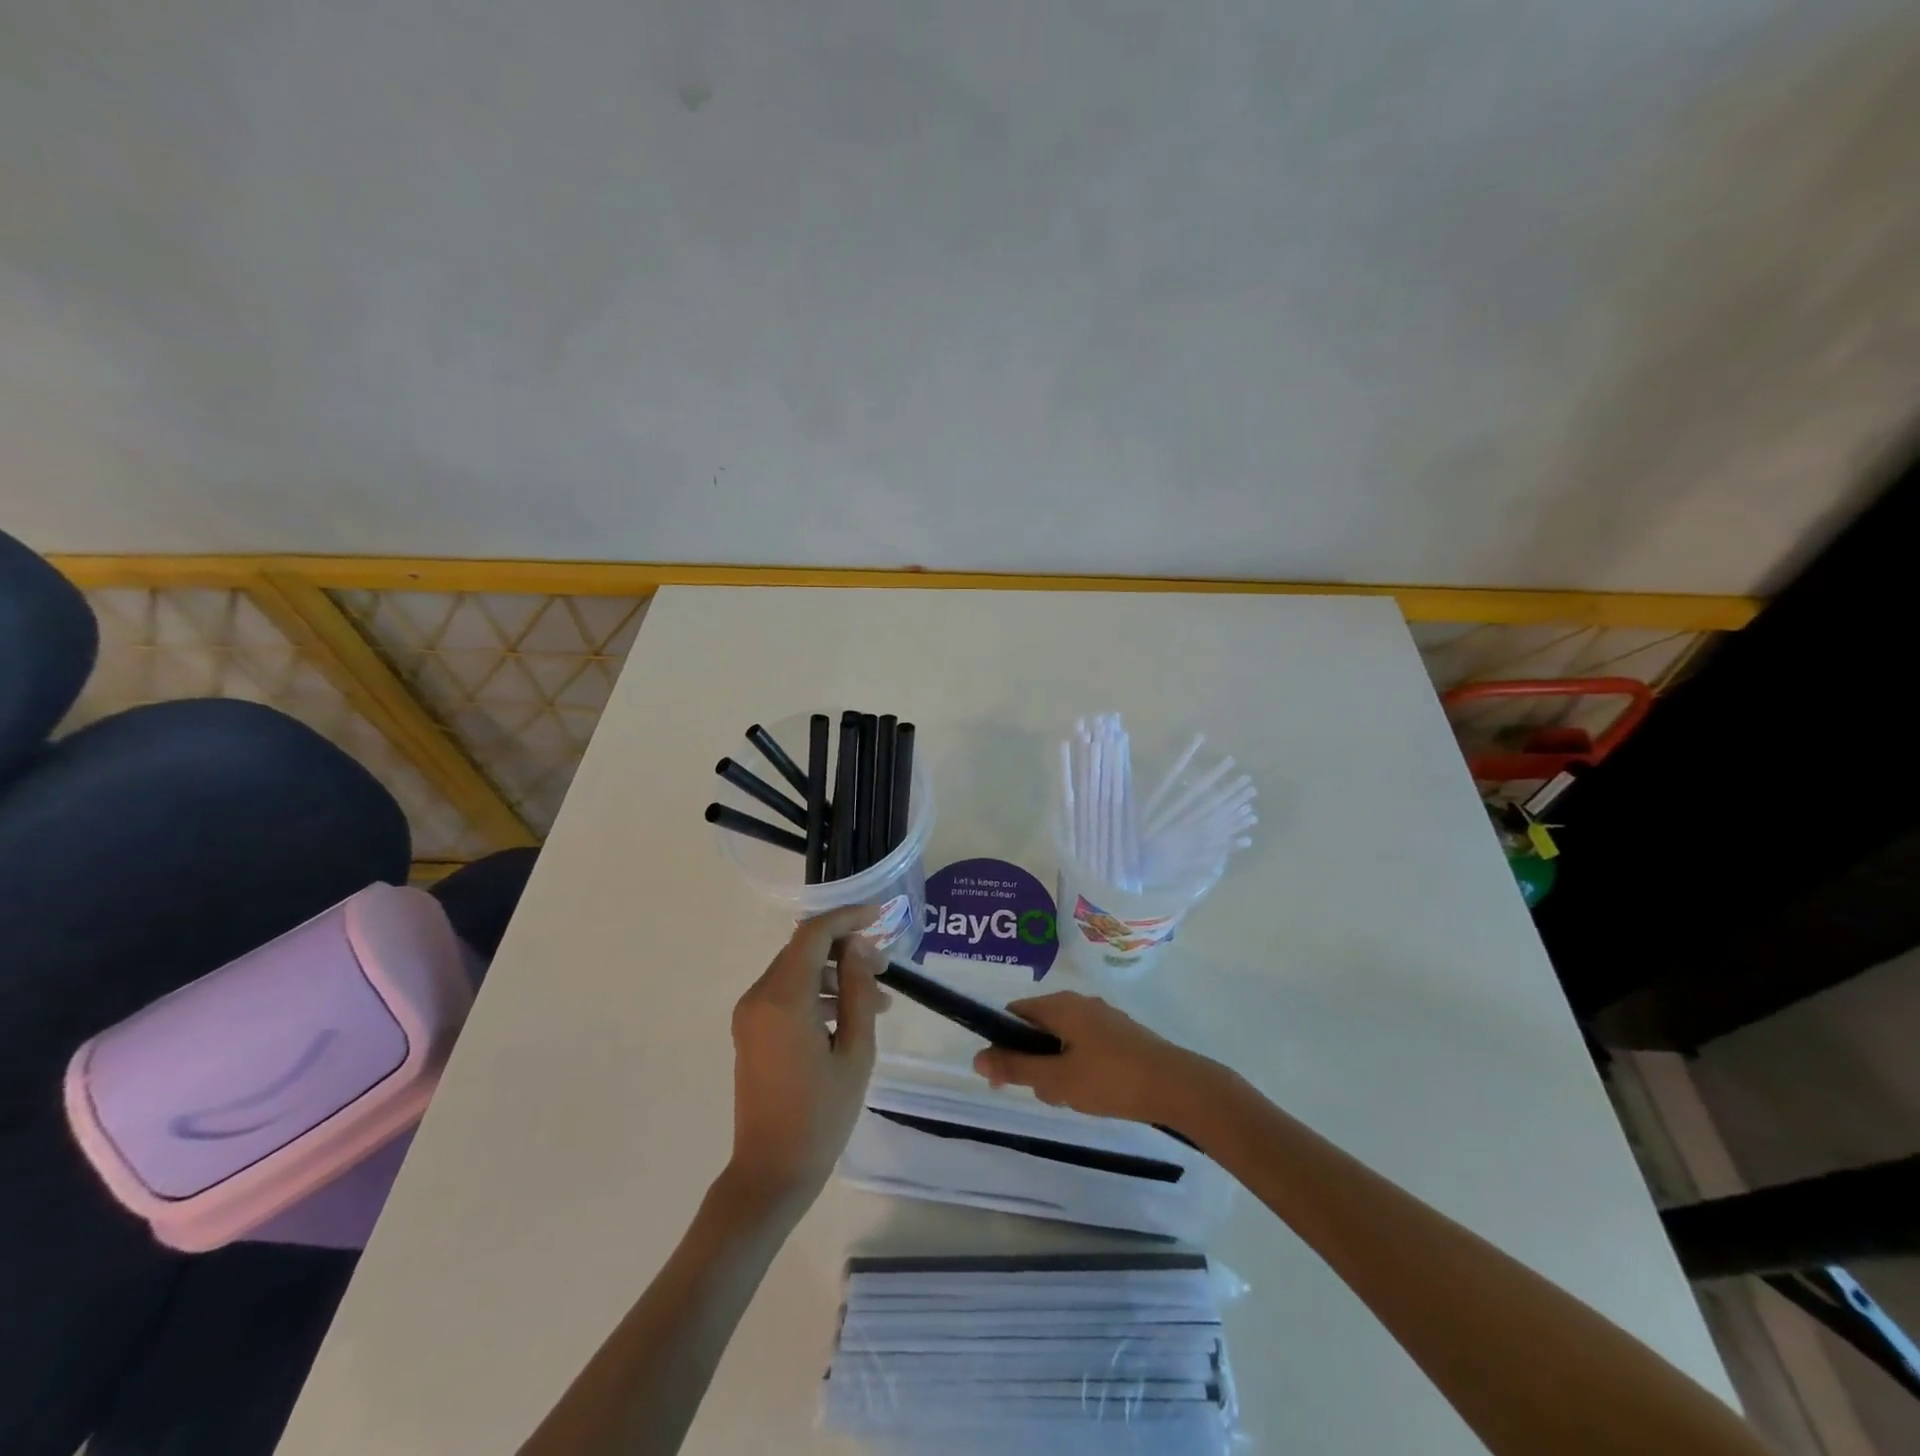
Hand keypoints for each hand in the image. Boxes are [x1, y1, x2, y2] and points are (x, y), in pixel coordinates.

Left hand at [726, 904, 889, 1207]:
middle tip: (886, 967)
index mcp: (783, 998)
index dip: (848, 918)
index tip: (880, 916)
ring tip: (877, 1000)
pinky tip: (850, 1017)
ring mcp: (750, 1014)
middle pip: (804, 950)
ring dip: (836, 975)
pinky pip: (787, 995)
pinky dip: (818, 995)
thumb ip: (858, 990)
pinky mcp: (751, 1031)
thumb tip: (860, 946)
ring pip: (797, 972)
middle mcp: (759, 996)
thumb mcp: (855, 1050)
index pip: (814, 934)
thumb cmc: (821, 1115)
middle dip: (846, 949)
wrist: (771, 1172)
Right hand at [972, 991, 1219, 1126]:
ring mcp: (1104, 1017)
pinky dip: (1079, 1067)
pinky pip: (1085, 1046)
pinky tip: (1094, 1093)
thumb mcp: (1057, 1079)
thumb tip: (977, 1058)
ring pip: (1063, 1040)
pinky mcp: (1122, 1035)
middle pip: (1039, 1027)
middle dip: (1034, 1060)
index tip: (1003, 1075)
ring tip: (1072, 1097)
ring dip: (1057, 1068)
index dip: (1002, 1041)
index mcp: (1061, 1005)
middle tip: (1045, 1092)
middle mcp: (1080, 1003)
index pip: (1016, 1012)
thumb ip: (1016, 1068)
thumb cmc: (1111, 1079)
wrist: (1177, 1086)